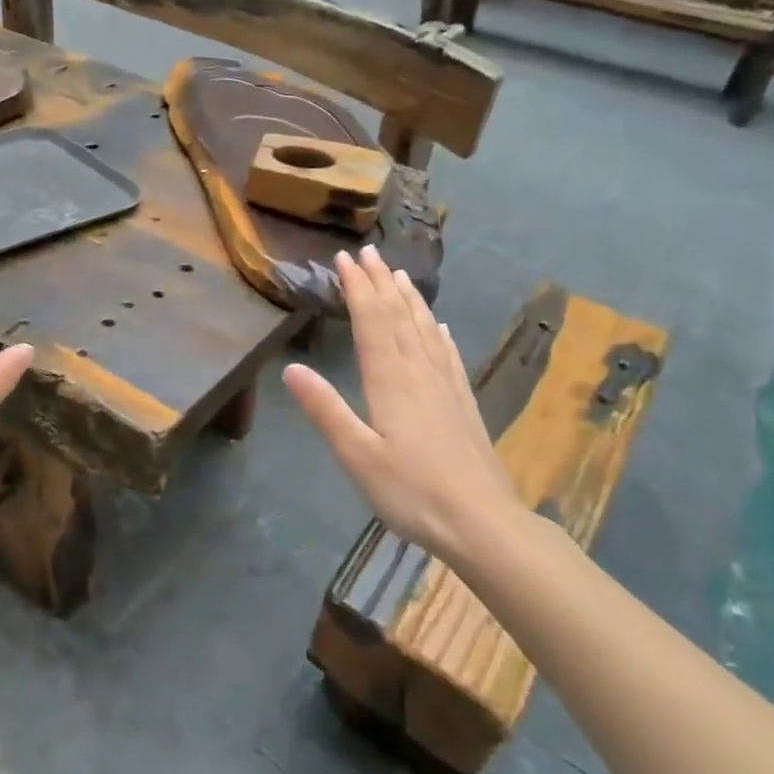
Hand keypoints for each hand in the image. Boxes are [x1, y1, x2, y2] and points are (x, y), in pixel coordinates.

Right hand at [284, 246, 520, 559]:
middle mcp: (420, 371)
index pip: (372, 320)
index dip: (357, 287)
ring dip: (409, 298)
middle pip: (399, 315)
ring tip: (400, 273)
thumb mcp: (357, 455)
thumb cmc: (412, 491)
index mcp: (391, 379)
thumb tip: (291, 368)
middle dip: (380, 282)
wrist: (482, 522)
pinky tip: (439, 326)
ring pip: (425, 328)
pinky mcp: (463, 402)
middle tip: (368, 252)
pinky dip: (438, 332)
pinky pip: (448, 354)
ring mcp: (446, 385)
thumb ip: (325, 410)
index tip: (344, 258)